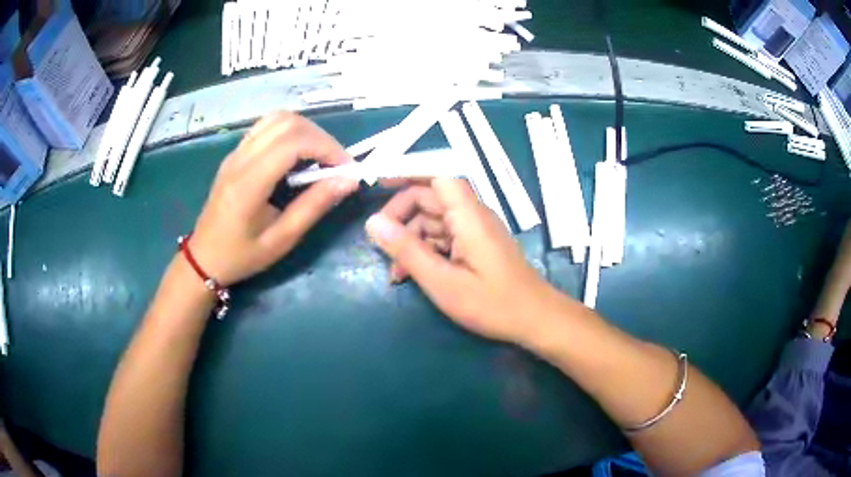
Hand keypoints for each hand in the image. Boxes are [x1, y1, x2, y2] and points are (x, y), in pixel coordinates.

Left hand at [189, 112, 357, 284]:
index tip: (347, 169)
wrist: (204, 257)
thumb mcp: (281, 240)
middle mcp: (240, 159)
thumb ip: (314, 206)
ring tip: (320, 157)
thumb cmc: (242, 255)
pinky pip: (267, 127)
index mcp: (249, 183)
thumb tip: (348, 181)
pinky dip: (291, 132)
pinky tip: (299, 155)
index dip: (327, 148)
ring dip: (306, 131)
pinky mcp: (236, 153)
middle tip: (336, 164)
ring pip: (277, 118)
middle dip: (321, 137)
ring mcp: (236, 152)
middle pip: (287, 122)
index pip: (293, 143)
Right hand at [365, 178, 557, 344]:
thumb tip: (373, 223)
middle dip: (400, 215)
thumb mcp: (442, 282)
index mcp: (468, 215)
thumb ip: (407, 251)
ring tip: (395, 272)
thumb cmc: (492, 304)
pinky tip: (411, 274)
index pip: (437, 175)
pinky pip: (443, 237)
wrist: (535, 319)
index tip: (378, 182)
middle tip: (378, 241)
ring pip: (433, 220)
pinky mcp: (476, 245)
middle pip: (430, 197)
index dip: (407, 172)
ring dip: (410, 239)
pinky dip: (424, 250)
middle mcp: (472, 215)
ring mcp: (474, 230)